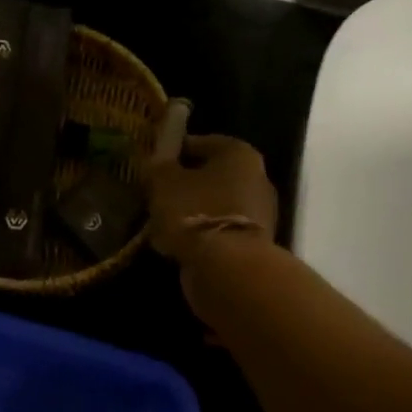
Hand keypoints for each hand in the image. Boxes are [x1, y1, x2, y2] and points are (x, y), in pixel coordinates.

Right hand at [144, 134, 278, 264]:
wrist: (228, 269)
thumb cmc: (196, 211)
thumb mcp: (164, 181)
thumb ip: (158, 166)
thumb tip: (156, 161)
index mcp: (239, 154)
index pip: (202, 142)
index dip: (176, 150)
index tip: (154, 161)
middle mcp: (256, 178)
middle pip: (211, 175)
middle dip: (184, 182)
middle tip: (155, 191)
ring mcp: (258, 214)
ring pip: (213, 204)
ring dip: (190, 210)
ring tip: (159, 219)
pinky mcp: (252, 244)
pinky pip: (218, 229)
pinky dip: (199, 233)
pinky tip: (173, 242)